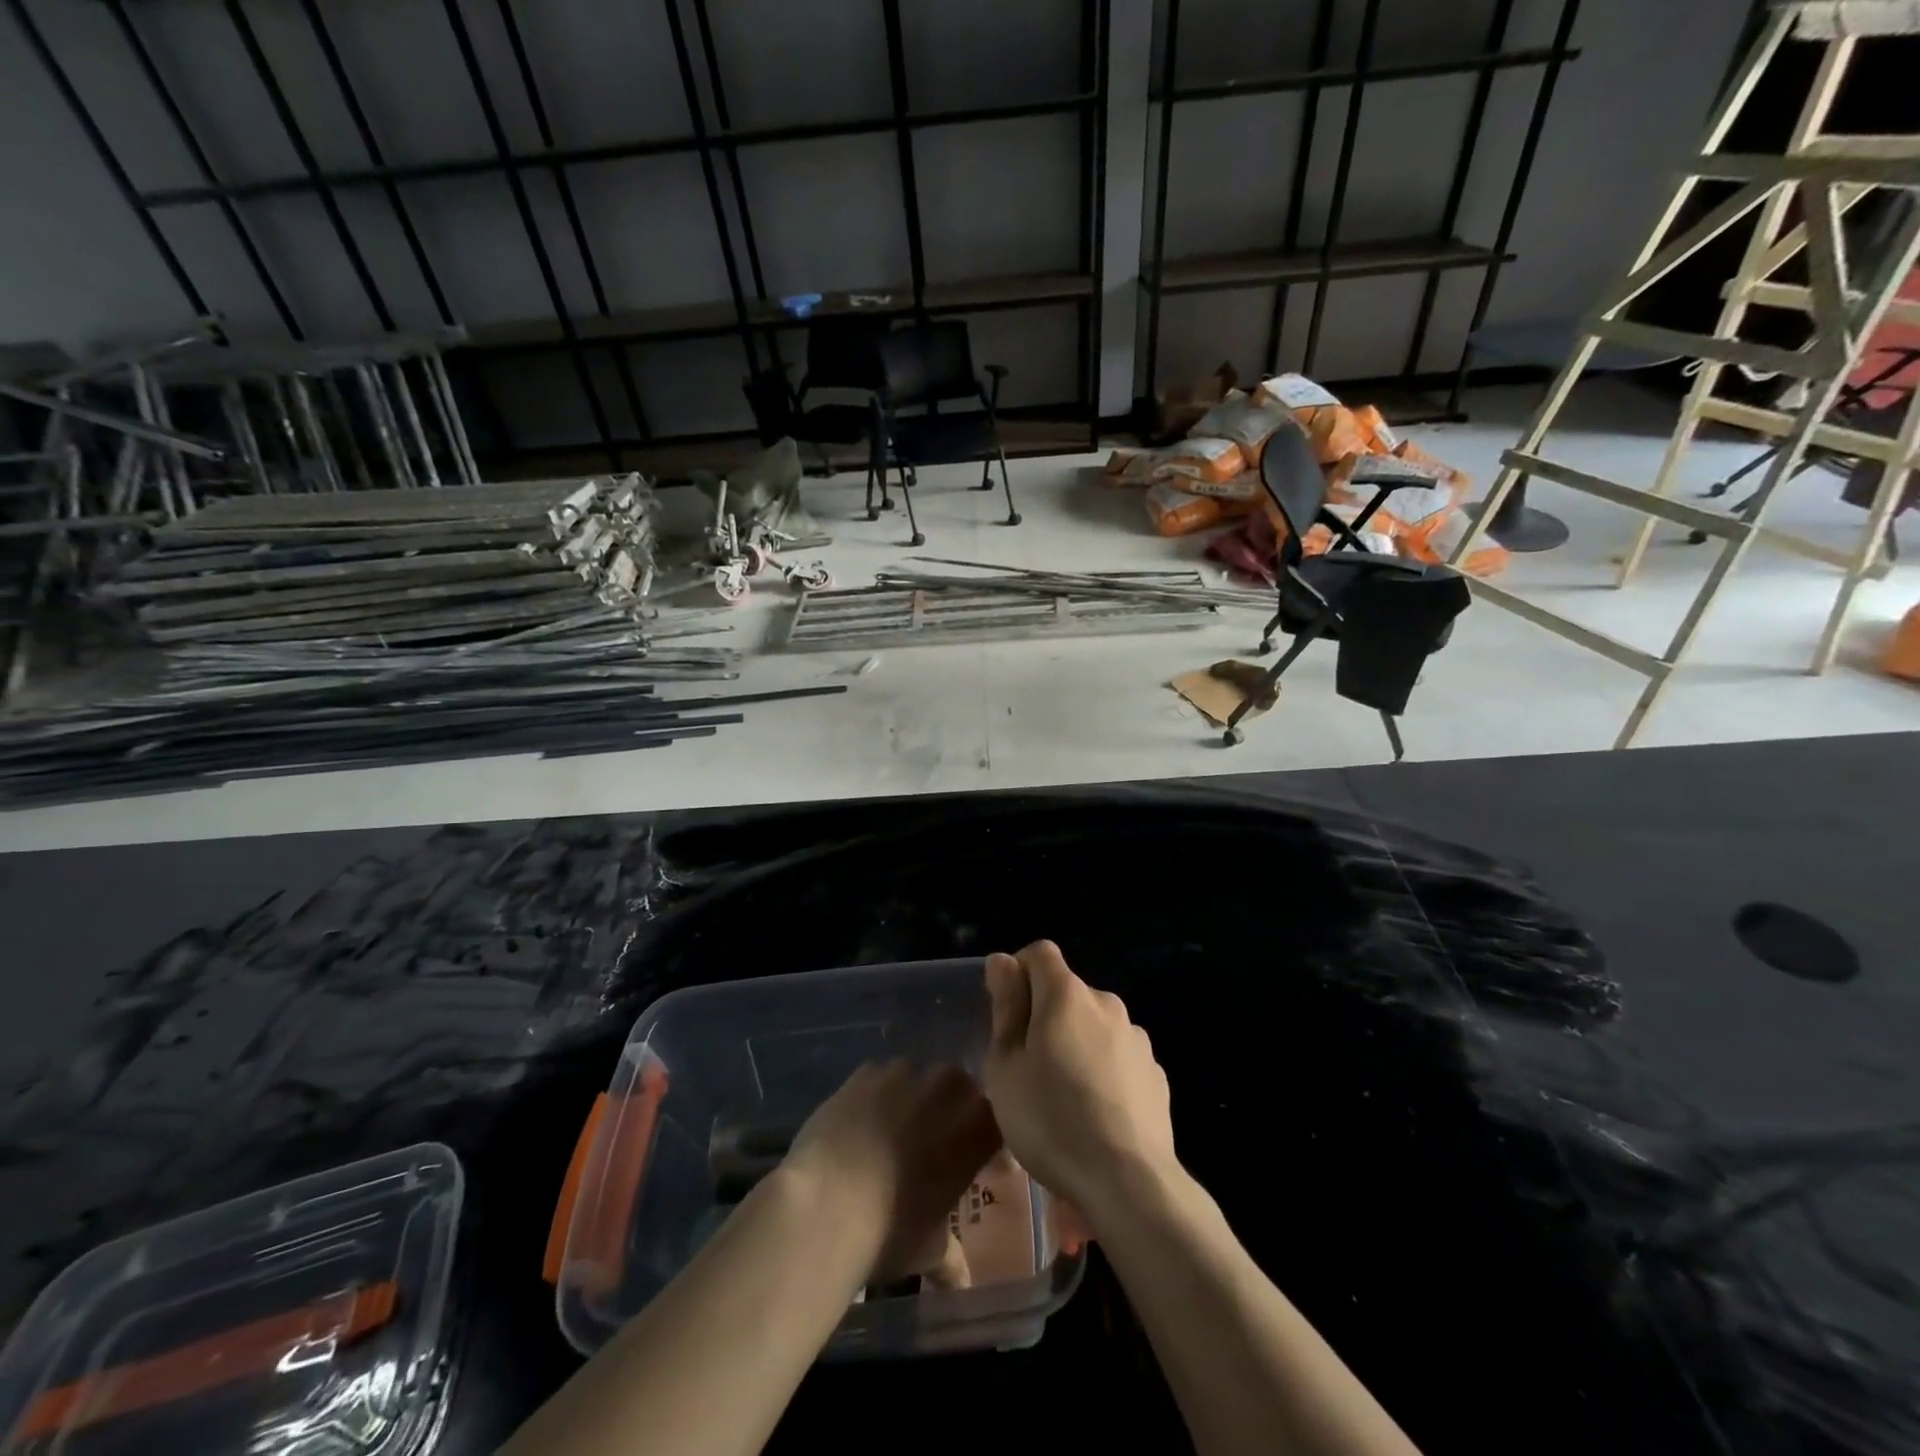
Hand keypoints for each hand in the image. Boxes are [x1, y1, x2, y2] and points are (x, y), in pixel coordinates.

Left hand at [780, 1060, 1001, 1285]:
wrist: (826, 1204)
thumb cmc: (892, 1230)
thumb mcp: (929, 1250)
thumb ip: (950, 1256)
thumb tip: (960, 1279)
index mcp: (976, 1127)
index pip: (999, 1122)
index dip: (991, 1143)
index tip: (985, 1166)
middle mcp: (946, 1088)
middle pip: (959, 1088)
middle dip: (952, 1109)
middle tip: (936, 1143)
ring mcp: (903, 1074)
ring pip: (917, 1078)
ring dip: (912, 1098)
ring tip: (894, 1130)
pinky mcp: (863, 1072)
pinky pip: (878, 1078)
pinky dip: (875, 1096)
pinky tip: (861, 1123)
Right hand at [983, 942, 1176, 1219]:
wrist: (1129, 1182)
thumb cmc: (1051, 1120)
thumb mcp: (1006, 1066)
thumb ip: (1006, 1007)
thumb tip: (1003, 961)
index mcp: (1067, 994)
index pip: (1040, 953)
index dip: (1018, 972)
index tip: (1006, 1013)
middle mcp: (1106, 1003)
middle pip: (1067, 992)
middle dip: (1044, 1015)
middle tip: (1026, 1066)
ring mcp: (1136, 1038)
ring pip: (1094, 1026)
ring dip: (1075, 1044)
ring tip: (1062, 1097)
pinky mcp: (1155, 1073)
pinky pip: (1118, 1056)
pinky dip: (1103, 1070)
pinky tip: (1095, 1114)